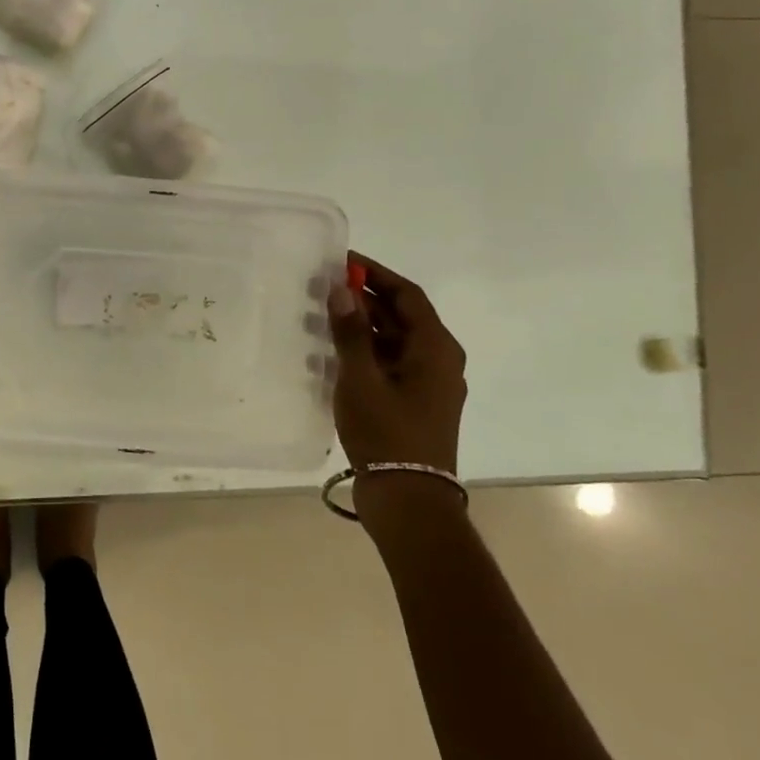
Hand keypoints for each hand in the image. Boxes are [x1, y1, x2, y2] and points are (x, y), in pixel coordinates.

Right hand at [327, 251, 465, 474]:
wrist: (408, 499)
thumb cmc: (387, 433)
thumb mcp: (361, 378)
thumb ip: (350, 332)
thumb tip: (342, 289)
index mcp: (435, 348)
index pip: (407, 295)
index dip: (375, 274)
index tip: (342, 260)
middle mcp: (438, 359)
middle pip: (401, 315)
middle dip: (364, 298)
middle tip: (324, 286)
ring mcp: (427, 382)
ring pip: (393, 339)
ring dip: (361, 324)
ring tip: (321, 314)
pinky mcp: (414, 401)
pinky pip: (389, 361)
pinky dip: (364, 350)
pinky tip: (332, 351)